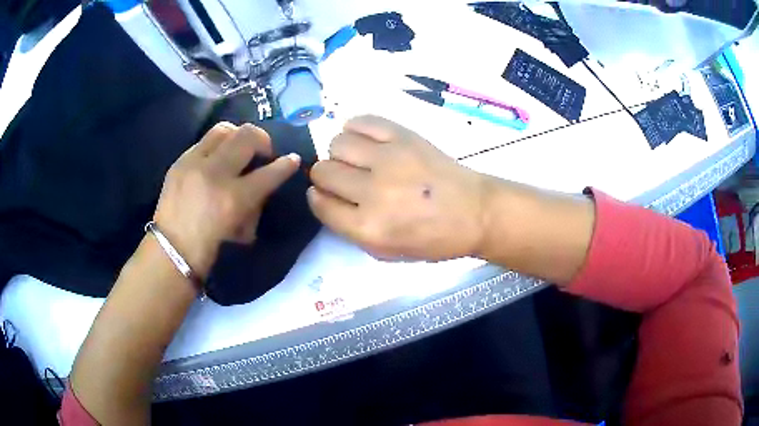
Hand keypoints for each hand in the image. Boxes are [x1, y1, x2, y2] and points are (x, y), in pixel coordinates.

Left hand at [153, 123, 299, 277]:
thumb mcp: (242, 230)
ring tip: (239, 148)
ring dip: (238, 136)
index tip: (293, 159)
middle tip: (264, 151)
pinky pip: (204, 141)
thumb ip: (256, 201)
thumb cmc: (210, 248)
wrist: (171, 250)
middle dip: (263, 139)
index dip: (286, 165)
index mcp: (232, 199)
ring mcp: (193, 163)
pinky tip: (217, 159)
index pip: (268, 172)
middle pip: (247, 136)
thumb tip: (265, 179)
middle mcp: (214, 173)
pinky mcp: (180, 161)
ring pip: (224, 129)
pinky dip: (218, 146)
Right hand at [308, 115, 486, 260]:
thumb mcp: (387, 253)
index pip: (320, 203)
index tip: (326, 194)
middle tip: (345, 179)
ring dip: (341, 153)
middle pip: (323, 171)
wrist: (475, 212)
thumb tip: (324, 198)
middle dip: (326, 176)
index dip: (318, 198)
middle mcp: (373, 192)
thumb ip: (350, 229)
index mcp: (369, 228)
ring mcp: (389, 159)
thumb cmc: (433, 238)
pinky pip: (361, 121)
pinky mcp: (403, 136)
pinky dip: (355, 128)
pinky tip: (365, 140)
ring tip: (358, 159)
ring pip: (337, 143)